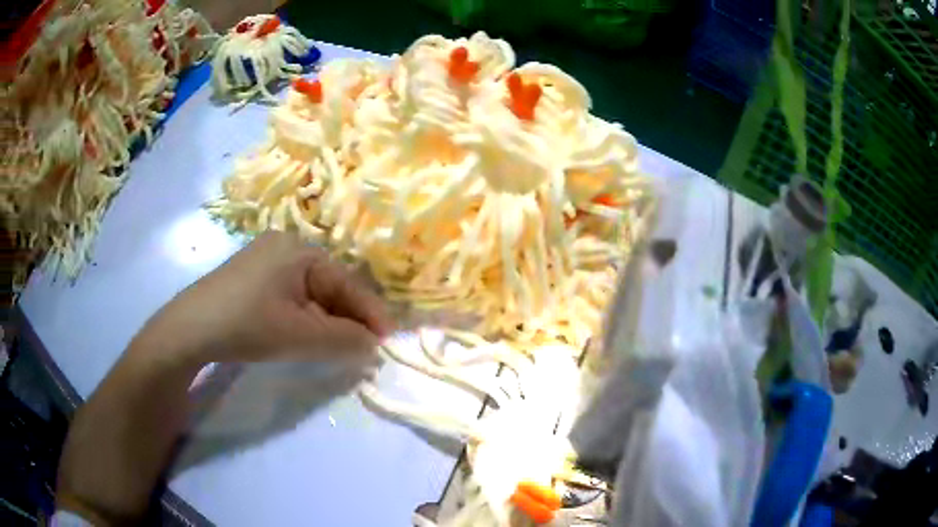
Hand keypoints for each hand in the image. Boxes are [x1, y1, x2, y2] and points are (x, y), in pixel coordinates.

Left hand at [134, 231, 393, 368]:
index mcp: (298, 250)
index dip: (369, 313)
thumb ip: (343, 340)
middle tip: (363, 349)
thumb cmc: (247, 324)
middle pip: (328, 286)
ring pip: (310, 294)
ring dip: (327, 321)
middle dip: (347, 319)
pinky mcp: (252, 279)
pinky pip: (291, 297)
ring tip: (339, 348)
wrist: (189, 330)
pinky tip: (307, 337)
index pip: (346, 283)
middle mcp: (284, 247)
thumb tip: (373, 345)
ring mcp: (265, 261)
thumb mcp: (299, 335)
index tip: (387, 340)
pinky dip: (304, 319)